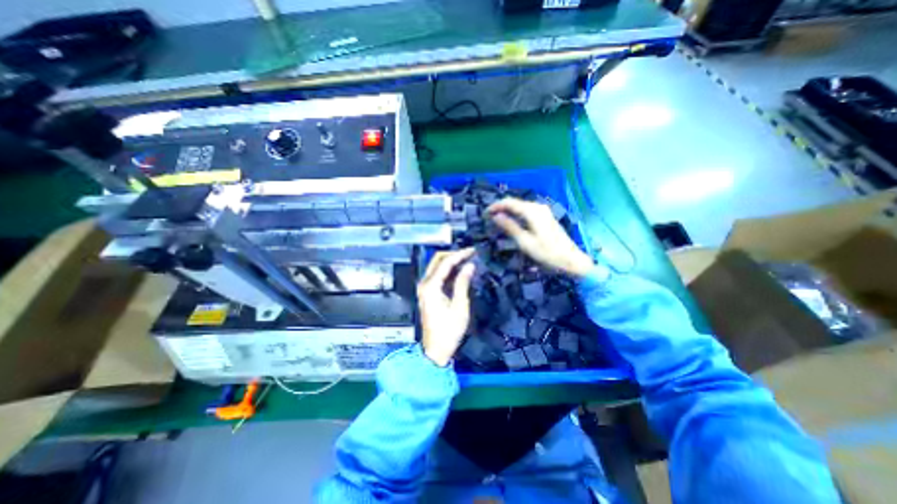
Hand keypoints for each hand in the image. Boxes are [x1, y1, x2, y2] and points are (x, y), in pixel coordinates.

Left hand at [419, 247, 474, 365]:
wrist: (436, 349)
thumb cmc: (449, 330)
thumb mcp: (460, 306)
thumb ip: (463, 283)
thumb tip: (470, 265)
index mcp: (431, 286)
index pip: (445, 262)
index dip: (460, 254)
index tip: (473, 250)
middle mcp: (424, 283)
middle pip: (437, 260)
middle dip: (454, 254)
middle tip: (470, 254)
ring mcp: (424, 288)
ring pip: (436, 266)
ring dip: (451, 261)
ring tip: (467, 259)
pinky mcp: (427, 292)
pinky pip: (437, 275)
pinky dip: (448, 270)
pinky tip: (459, 270)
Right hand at [489, 197, 593, 278]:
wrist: (571, 260)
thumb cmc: (547, 253)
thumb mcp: (525, 242)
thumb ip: (510, 227)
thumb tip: (495, 216)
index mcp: (532, 212)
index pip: (510, 202)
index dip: (496, 206)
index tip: (485, 213)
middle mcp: (538, 207)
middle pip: (515, 202)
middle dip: (501, 207)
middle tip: (489, 217)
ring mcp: (543, 211)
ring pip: (521, 206)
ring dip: (508, 210)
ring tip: (497, 219)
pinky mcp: (546, 216)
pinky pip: (527, 210)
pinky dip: (517, 213)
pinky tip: (512, 220)